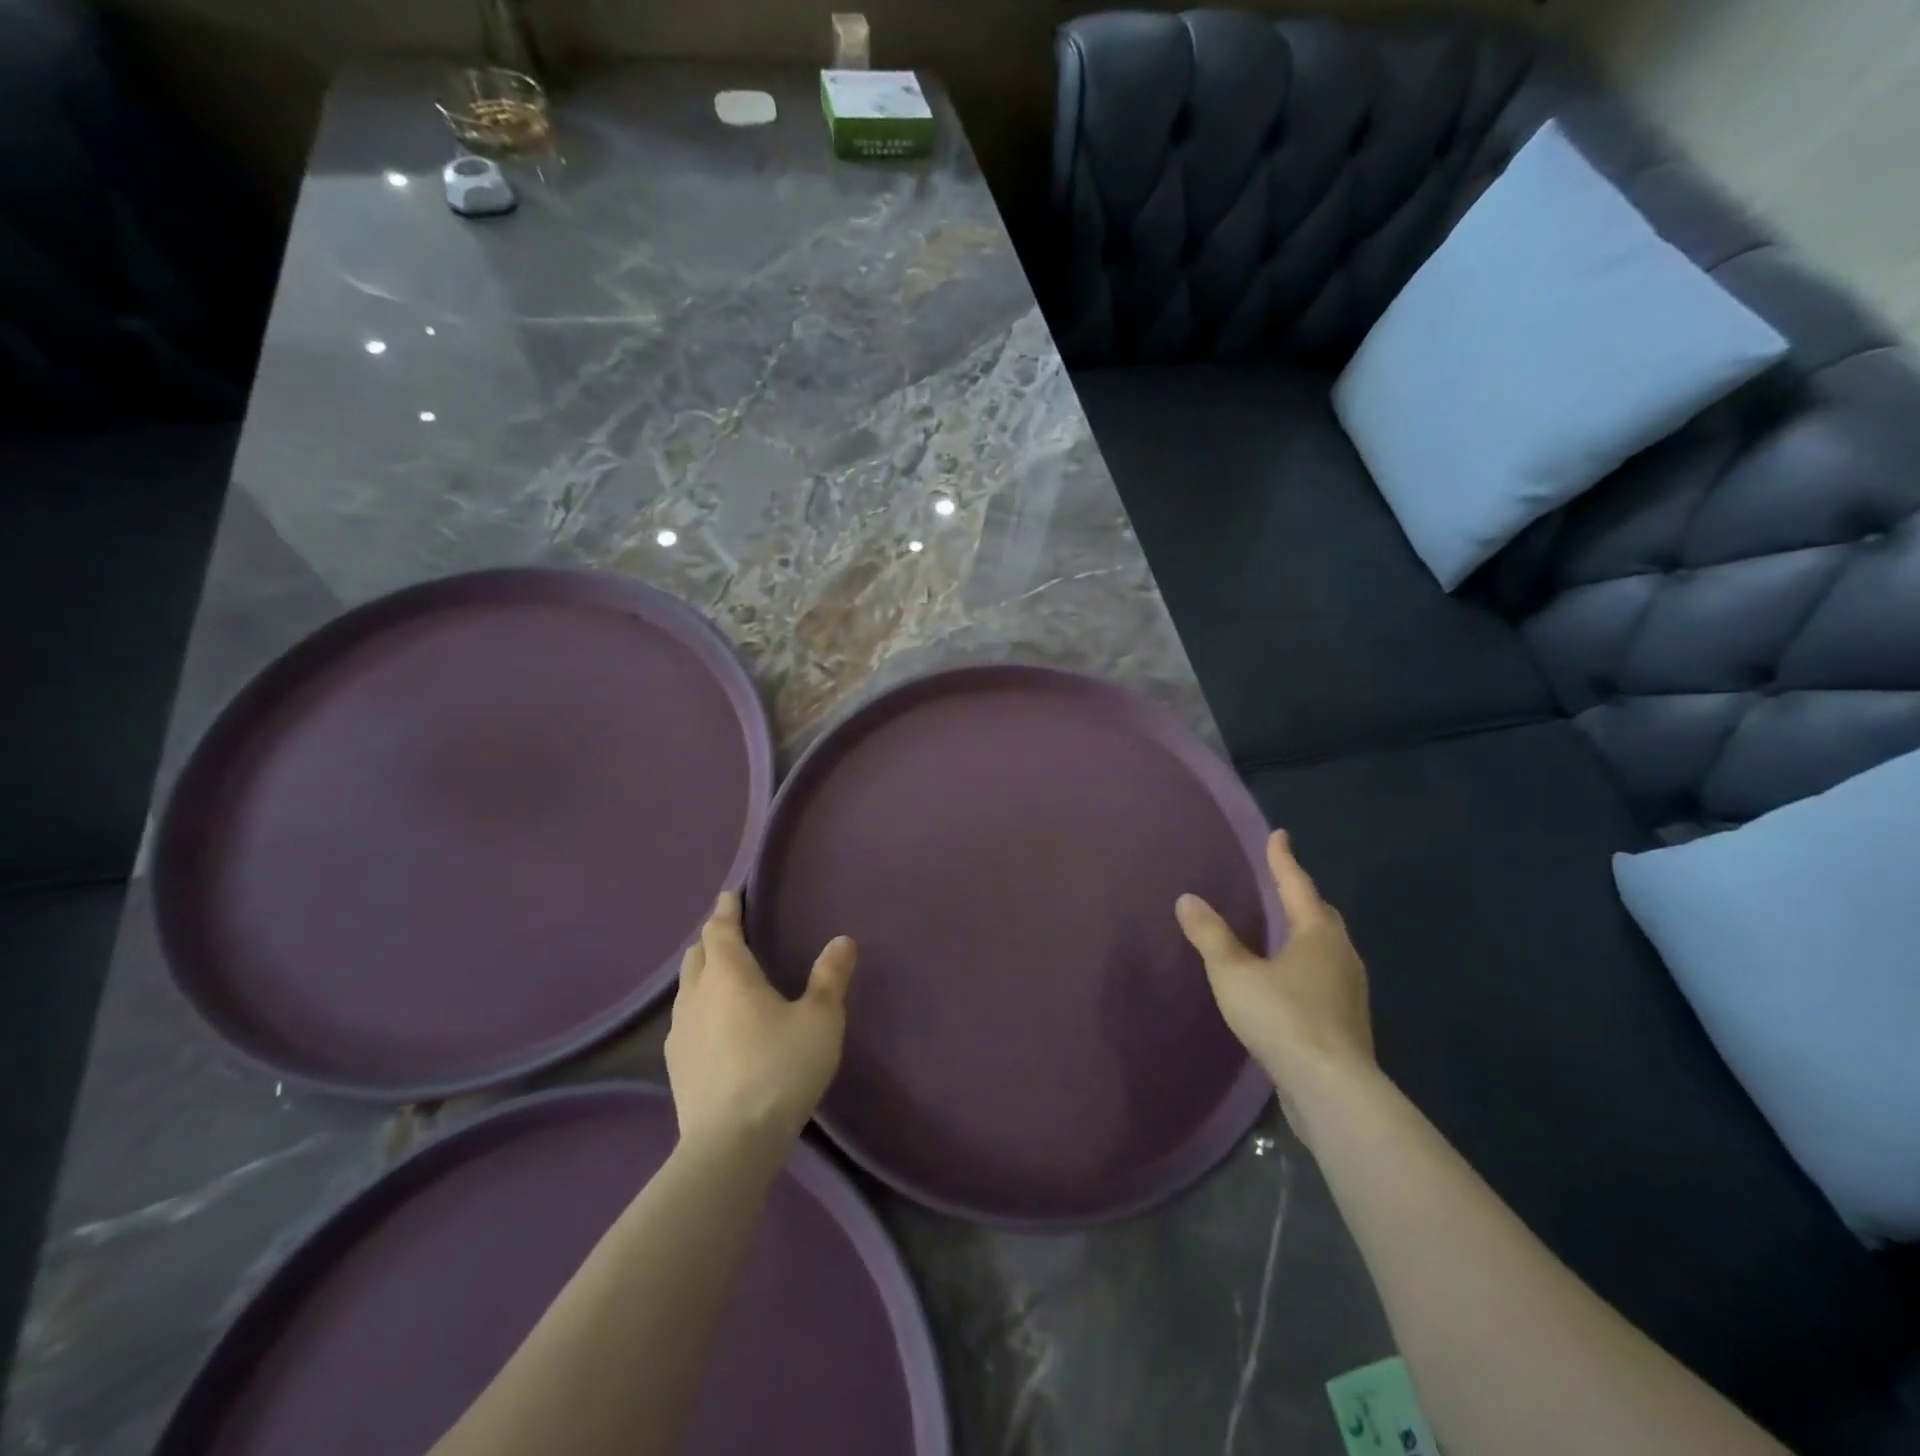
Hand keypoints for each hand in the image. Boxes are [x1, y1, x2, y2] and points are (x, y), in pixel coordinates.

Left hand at [665, 893, 855, 1156]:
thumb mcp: (820, 1020)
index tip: (730, 895)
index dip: (727, 910)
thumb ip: (830, 977)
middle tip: (732, 933)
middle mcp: (696, 995)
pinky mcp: (675, 1065)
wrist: (730, 1144)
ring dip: (703, 974)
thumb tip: (842, 940)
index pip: (721, 929)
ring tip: (723, 976)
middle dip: (714, 939)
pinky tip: (713, 1026)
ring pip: (687, 987)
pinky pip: (685, 1019)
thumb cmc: (780, 1069)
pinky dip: (699, 1007)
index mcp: (729, 974)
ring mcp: (679, 1032)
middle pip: (698, 955)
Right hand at [1177, 831, 1373, 1138]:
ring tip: (1281, 930)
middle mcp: (1341, 955)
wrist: (1331, 1088)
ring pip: (1327, 947)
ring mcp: (1349, 990)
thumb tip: (1187, 899)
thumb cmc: (1283, 1017)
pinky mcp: (1346, 1021)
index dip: (1283, 859)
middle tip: (1280, 884)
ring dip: (1305, 932)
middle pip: (1321, 915)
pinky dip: (1305, 965)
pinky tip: (1287, 980)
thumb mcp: (1234, 973)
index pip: (1297, 885)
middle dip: (1300, 896)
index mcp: (1317, 934)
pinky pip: (1324, 976)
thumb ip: (1211, 935)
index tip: (1279, 834)